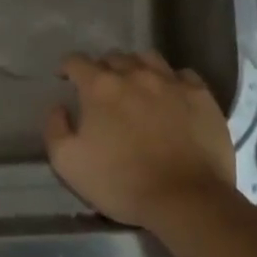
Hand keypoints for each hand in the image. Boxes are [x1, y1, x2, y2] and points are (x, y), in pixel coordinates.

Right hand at [44, 52, 236, 231]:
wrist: (185, 199)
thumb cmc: (121, 183)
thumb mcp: (68, 163)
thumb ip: (55, 129)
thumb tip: (59, 107)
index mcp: (100, 87)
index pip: (77, 62)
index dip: (68, 68)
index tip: (66, 80)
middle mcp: (136, 75)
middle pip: (113, 57)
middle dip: (102, 69)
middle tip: (101, 91)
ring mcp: (172, 82)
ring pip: (148, 58)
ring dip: (136, 67)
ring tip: (136, 86)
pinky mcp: (201, 95)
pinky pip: (182, 75)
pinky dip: (171, 80)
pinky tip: (170, 96)